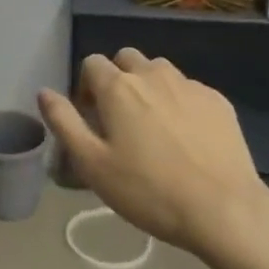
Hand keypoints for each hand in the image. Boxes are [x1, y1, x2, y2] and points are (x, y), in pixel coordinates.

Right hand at [39, 49, 268, 256]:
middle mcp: (153, 75)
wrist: (223, 209)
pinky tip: (185, 138)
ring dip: (149, 86)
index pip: (91, 63)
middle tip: (120, 119)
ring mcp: (190, 85)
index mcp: (118, 88)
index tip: (91, 118)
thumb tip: (44, 92)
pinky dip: (179, 102)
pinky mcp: (218, 101)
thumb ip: (64, 123)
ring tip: (153, 126)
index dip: (85, 87)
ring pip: (160, 71)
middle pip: (127, 59)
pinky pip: (188, 89)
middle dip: (117, 79)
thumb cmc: (148, 191)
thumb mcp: (92, 164)